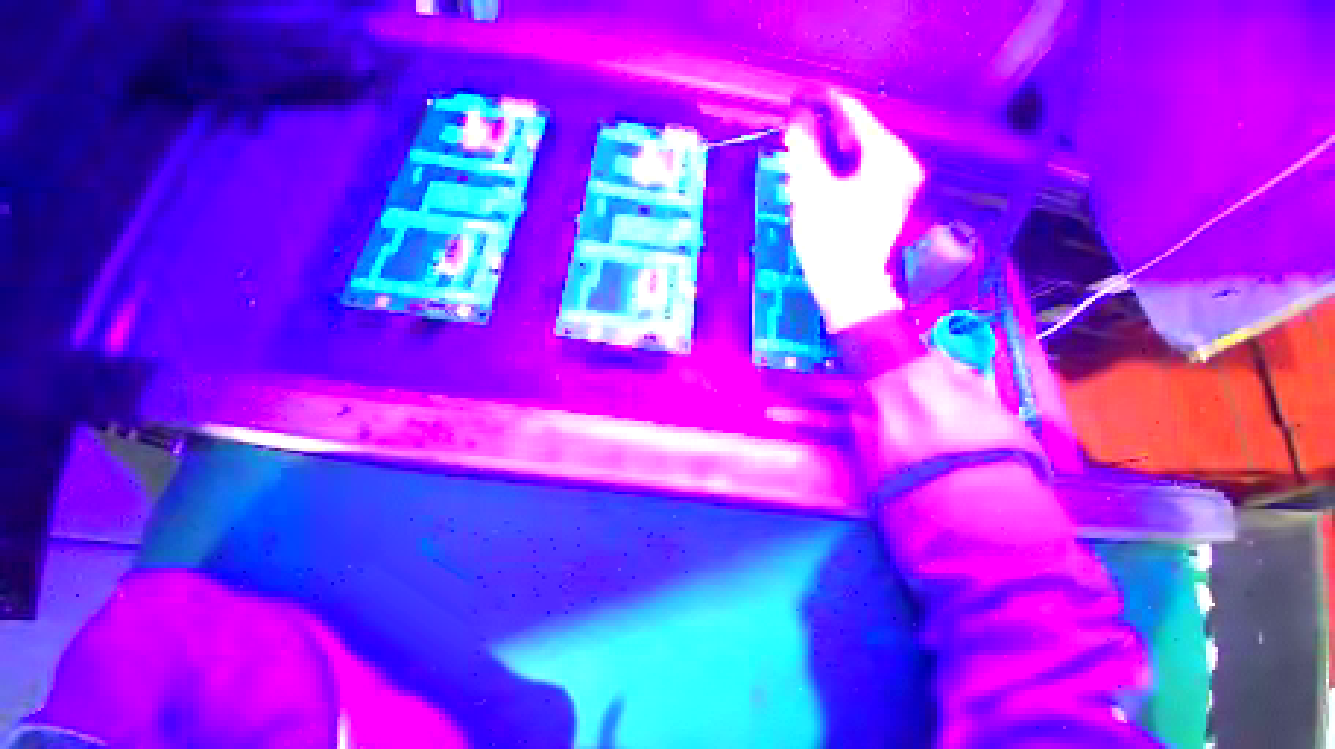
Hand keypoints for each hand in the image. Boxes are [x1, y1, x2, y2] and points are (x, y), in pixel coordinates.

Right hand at [783, 91, 925, 331]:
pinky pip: (860, 175)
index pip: (853, 113)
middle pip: (857, 135)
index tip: (799, 99)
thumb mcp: (812, 193)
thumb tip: (797, 120)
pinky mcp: (888, 203)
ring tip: (802, 160)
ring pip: (857, 156)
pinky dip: (838, 174)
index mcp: (886, 155)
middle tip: (796, 135)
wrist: (850, 289)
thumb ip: (804, 150)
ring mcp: (897, 185)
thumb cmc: (830, 242)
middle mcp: (900, 164)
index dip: (822, 104)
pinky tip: (818, 182)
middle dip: (824, 133)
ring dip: (828, 155)